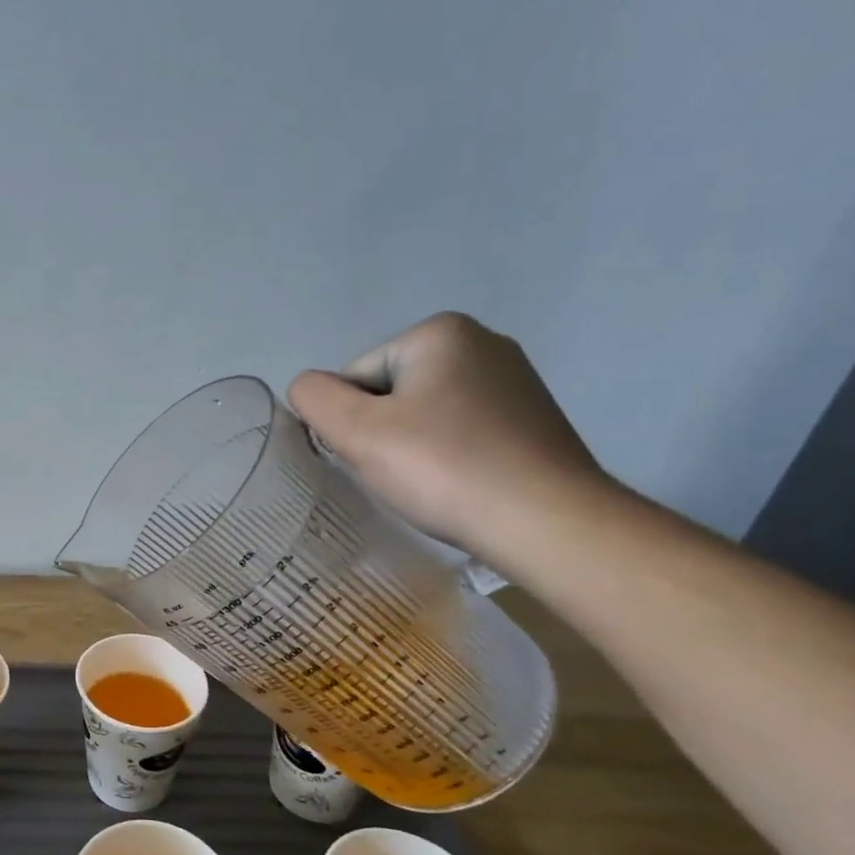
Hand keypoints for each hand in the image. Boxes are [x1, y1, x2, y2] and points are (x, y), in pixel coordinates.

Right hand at [286, 312, 614, 564]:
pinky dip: (447, 456)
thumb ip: (313, 398)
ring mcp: (514, 381)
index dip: (349, 421)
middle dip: (381, 432)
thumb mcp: (355, 431)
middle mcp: (483, 343)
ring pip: (423, 414)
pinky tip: (458, 485)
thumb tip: (307, 389)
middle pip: (389, 392)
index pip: (354, 377)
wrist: (547, 521)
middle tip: (398, 473)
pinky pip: (460, 431)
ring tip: (429, 483)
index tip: (373, 457)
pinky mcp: (531, 418)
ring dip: (411, 447)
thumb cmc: (442, 468)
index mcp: (440, 332)